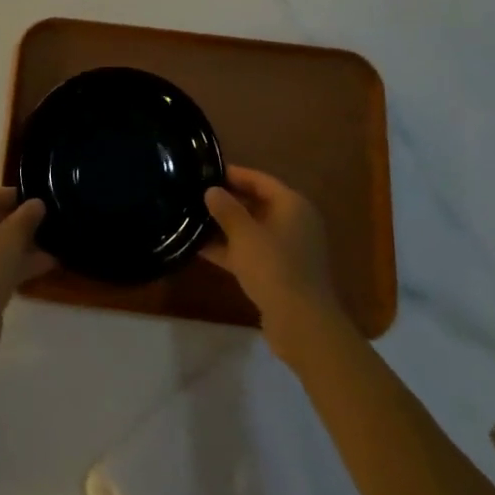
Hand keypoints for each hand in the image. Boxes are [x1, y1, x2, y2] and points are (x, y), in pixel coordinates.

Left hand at [0, 187, 54, 359]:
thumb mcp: (13, 234)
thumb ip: (27, 216)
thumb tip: (37, 203)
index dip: (16, 197)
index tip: (40, 202)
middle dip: (22, 224)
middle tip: (49, 225)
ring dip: (24, 246)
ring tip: (55, 246)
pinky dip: (18, 263)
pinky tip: (46, 266)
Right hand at [203, 166, 344, 364]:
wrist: (301, 324)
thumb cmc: (274, 267)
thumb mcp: (244, 233)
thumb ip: (226, 209)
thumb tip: (211, 190)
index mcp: (292, 206)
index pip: (259, 180)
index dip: (233, 174)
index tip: (205, 171)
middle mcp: (294, 223)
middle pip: (256, 204)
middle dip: (227, 201)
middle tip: (195, 195)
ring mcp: (288, 250)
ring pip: (252, 230)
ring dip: (225, 227)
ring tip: (192, 219)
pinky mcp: (280, 274)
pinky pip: (251, 253)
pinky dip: (230, 250)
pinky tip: (200, 248)